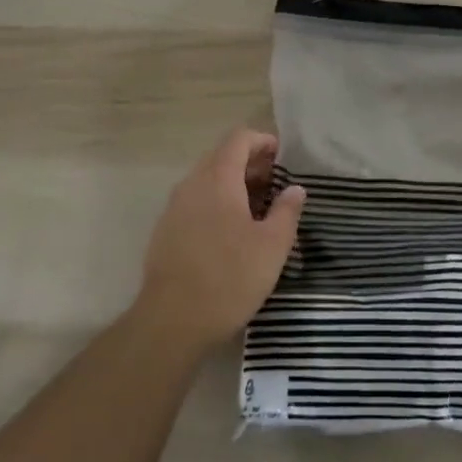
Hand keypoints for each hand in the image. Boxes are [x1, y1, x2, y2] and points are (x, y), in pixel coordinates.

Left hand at [133, 129, 305, 352]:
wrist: (171, 322)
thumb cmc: (229, 278)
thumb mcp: (272, 246)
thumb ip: (287, 211)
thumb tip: (295, 188)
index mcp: (218, 179)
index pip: (239, 139)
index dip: (262, 141)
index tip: (282, 156)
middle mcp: (192, 184)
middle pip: (221, 156)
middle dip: (250, 164)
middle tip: (275, 184)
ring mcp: (174, 207)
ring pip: (207, 180)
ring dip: (233, 184)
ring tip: (257, 209)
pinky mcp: (165, 231)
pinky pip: (195, 202)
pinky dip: (216, 203)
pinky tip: (231, 232)